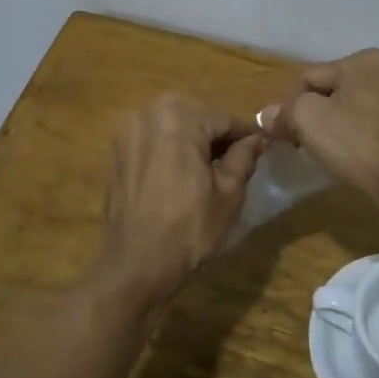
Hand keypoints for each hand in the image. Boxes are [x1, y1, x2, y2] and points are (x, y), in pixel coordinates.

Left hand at [99, 94, 268, 300]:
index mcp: (178, 117)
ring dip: (192, 140)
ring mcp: (127, 130)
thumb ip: (245, 156)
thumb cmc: (190, 228)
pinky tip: (179, 175)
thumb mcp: (229, 192)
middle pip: (196, 116)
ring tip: (208, 171)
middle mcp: (148, 113)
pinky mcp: (116, 150)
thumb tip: (257, 137)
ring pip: (172, 125)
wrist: (137, 264)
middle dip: (216, 135)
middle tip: (234, 162)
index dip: (245, 135)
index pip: (223, 118)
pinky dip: (169, 149)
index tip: (262, 148)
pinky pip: (152, 139)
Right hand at [260, 49, 378, 212]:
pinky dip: (370, 141)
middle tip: (310, 147)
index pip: (310, 78)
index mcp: (364, 59)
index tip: (287, 135)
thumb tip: (265, 115)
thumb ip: (284, 112)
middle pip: (337, 93)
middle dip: (321, 116)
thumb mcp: (307, 120)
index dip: (292, 106)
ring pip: (361, 112)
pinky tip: (366, 162)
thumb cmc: (359, 141)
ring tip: (339, 157)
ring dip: (346, 129)